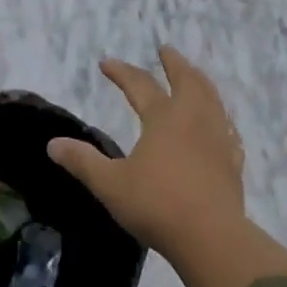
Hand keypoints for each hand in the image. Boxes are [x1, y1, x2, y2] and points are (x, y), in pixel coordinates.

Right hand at [48, 47, 286, 286]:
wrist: (210, 236)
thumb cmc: (156, 205)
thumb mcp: (110, 184)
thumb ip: (82, 162)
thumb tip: (53, 144)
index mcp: (164, 118)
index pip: (140, 85)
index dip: (121, 72)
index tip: (106, 63)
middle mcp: (195, 119)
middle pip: (187, 80)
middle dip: (174, 63)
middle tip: (166, 50)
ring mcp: (219, 139)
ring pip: (212, 99)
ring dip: (200, 82)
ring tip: (194, 77)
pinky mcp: (233, 162)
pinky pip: (228, 129)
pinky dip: (220, 117)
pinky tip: (220, 125)